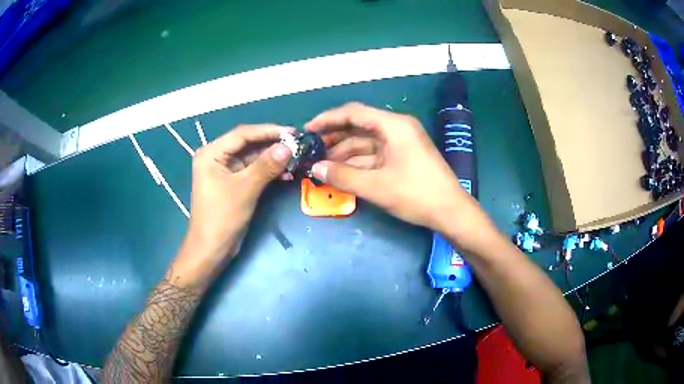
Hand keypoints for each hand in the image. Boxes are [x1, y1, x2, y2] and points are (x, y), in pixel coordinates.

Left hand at [172, 124, 292, 284]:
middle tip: (297, 145)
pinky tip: (286, 174)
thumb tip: (288, 147)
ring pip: (252, 158)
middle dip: (272, 145)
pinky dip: (268, 172)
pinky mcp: (232, 183)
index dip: (268, 131)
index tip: (292, 132)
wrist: (211, 250)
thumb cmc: (221, 218)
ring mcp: (224, 171)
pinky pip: (252, 171)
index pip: (243, 134)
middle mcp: (217, 157)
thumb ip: (265, 166)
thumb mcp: (244, 189)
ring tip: (295, 160)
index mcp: (211, 153)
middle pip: (248, 144)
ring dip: (273, 159)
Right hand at [306, 103, 494, 250]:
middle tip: (311, 149)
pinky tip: (341, 171)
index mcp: (394, 125)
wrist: (451, 212)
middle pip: (359, 126)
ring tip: (321, 164)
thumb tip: (316, 168)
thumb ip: (343, 175)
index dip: (328, 119)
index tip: (307, 130)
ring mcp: (401, 143)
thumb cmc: (416, 195)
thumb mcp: (376, 186)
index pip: (354, 113)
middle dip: (334, 138)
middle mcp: (397, 128)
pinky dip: (358, 162)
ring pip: (365, 142)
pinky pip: (374, 154)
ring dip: (344, 152)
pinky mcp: (402, 157)